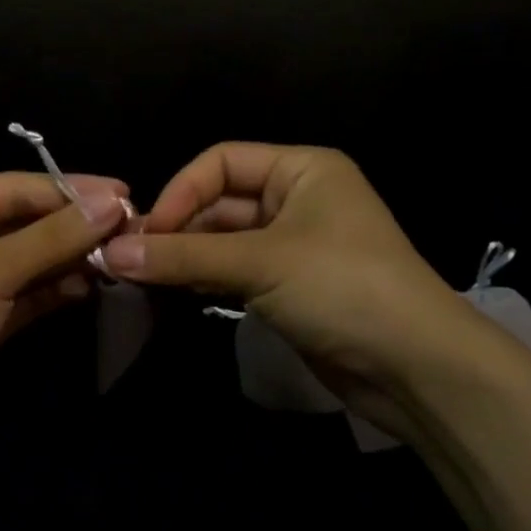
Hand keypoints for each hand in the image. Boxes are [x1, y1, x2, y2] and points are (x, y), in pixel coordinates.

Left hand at [0, 171, 127, 476]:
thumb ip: (51, 238)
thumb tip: (113, 201)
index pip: (16, 188)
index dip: (72, 190)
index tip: (126, 195)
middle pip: (26, 223)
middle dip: (75, 227)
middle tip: (132, 229)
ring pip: (30, 261)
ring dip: (71, 258)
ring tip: (120, 258)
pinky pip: (27, 296)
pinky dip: (57, 290)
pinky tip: (92, 285)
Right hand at [100, 144, 499, 435]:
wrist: (418, 369)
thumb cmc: (344, 288)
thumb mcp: (260, 263)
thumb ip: (184, 256)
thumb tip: (111, 253)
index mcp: (301, 169)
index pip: (221, 161)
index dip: (180, 191)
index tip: (146, 233)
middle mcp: (297, 198)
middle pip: (219, 201)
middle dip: (177, 229)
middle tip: (132, 261)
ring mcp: (293, 245)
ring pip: (223, 240)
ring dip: (186, 257)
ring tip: (142, 279)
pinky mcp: (290, 286)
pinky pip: (235, 271)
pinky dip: (204, 280)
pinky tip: (173, 294)